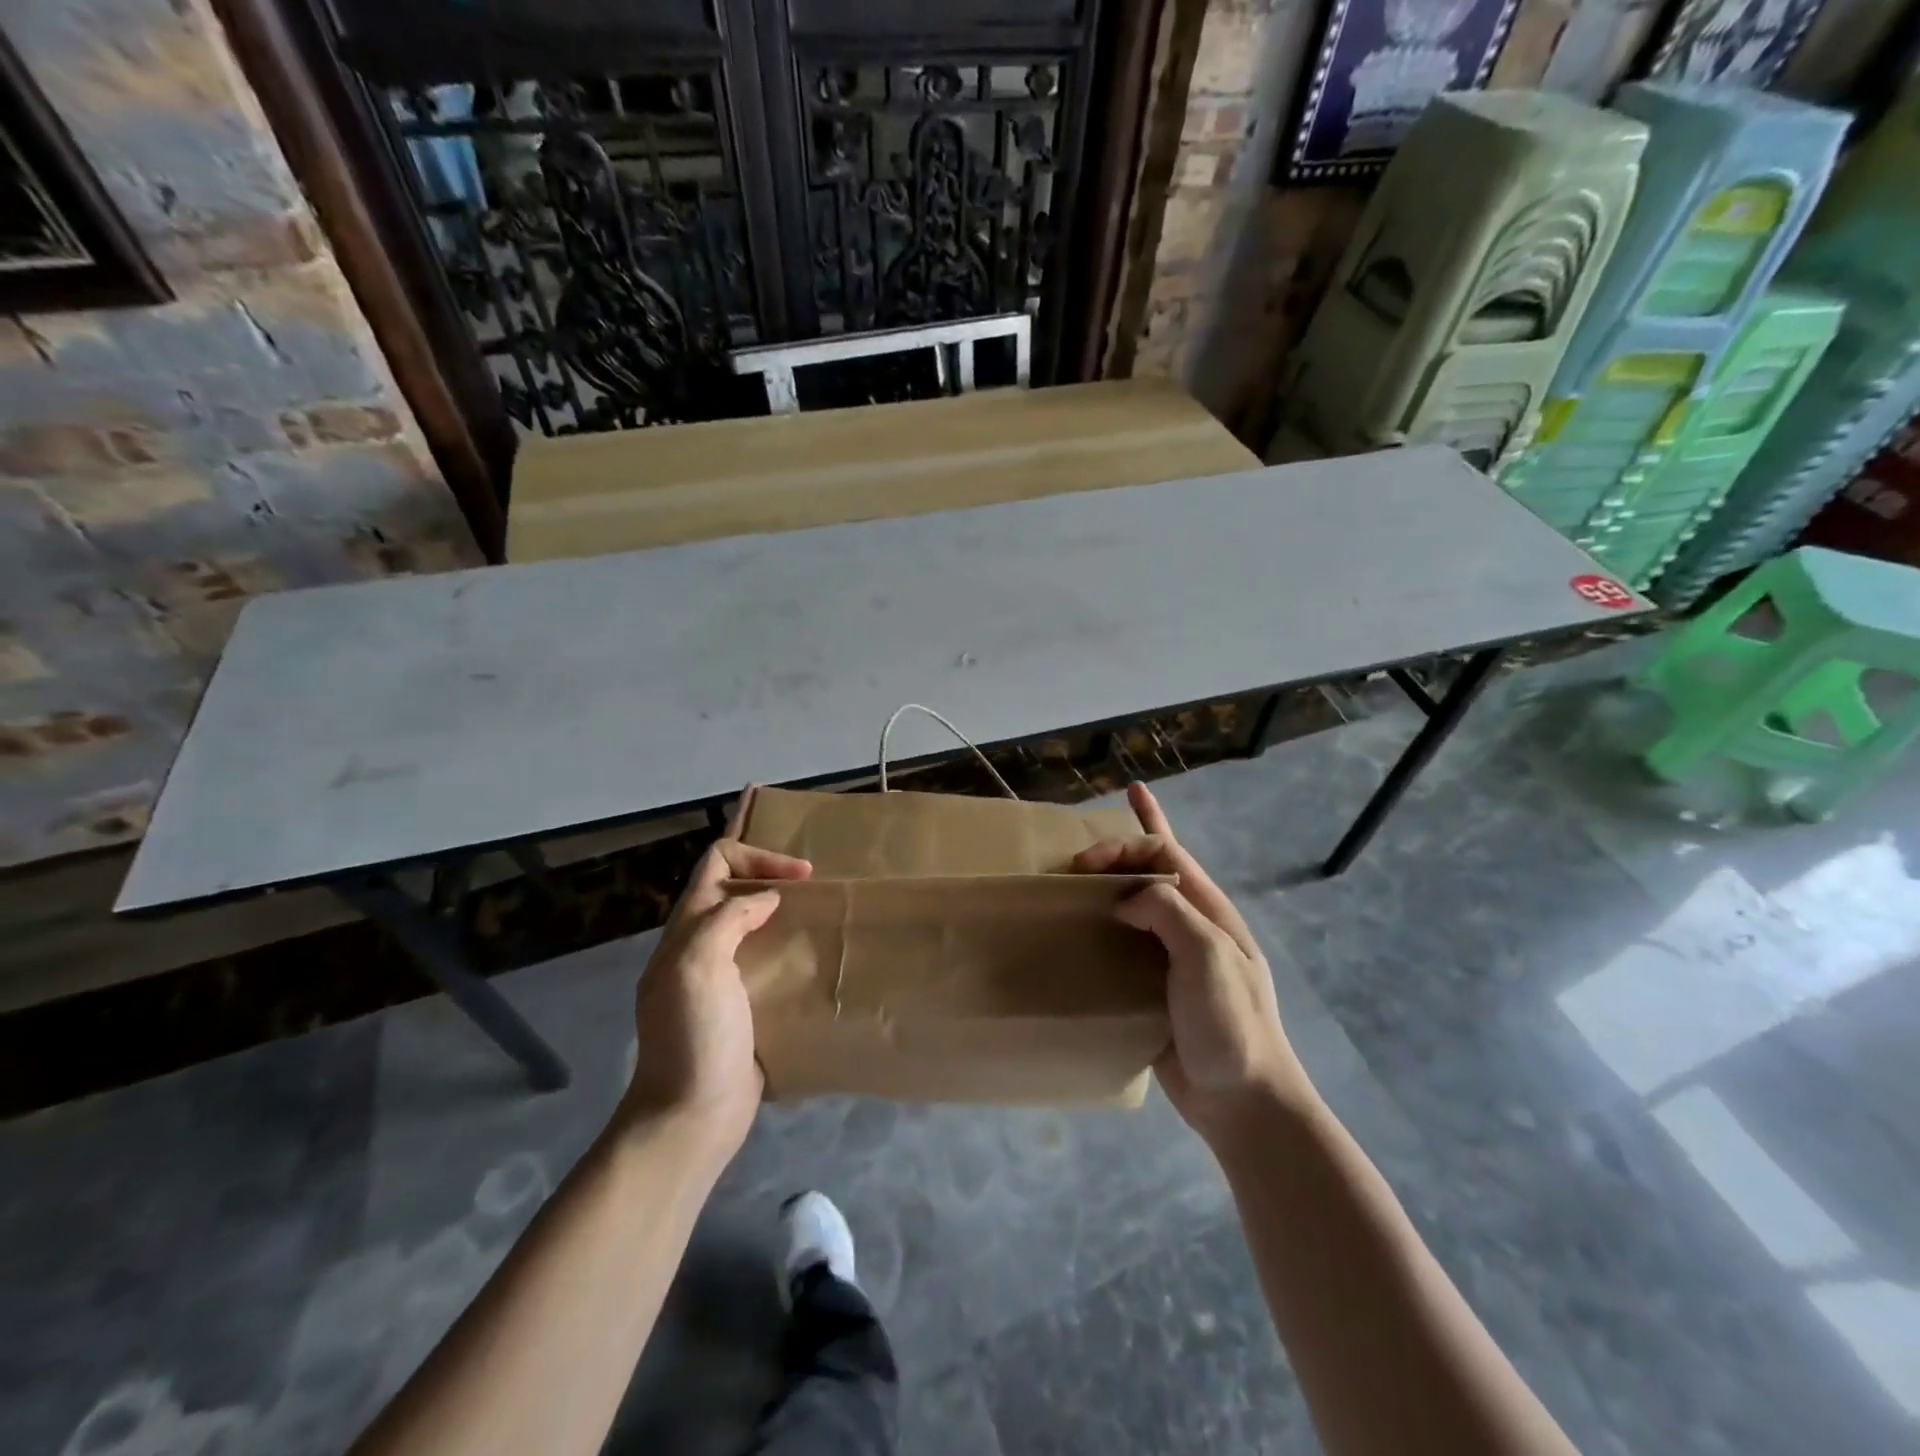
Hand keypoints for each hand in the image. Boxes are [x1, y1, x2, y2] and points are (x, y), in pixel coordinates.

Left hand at [621, 830, 810, 1155]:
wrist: (691, 1116)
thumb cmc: (695, 1037)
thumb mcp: (699, 966)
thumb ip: (728, 919)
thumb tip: (766, 899)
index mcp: (687, 930)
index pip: (716, 863)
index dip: (758, 856)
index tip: (802, 875)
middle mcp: (699, 946)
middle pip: (732, 889)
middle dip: (771, 876)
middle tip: (814, 888)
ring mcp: (719, 978)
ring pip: (749, 924)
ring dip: (781, 913)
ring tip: (819, 918)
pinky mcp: (740, 1007)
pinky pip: (762, 961)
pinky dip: (786, 949)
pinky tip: (812, 961)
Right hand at [1073, 783, 1309, 1141]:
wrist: (1241, 1101)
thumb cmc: (1231, 1022)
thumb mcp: (1207, 954)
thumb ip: (1168, 913)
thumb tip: (1125, 901)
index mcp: (1208, 911)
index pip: (1166, 853)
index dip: (1127, 843)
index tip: (1085, 862)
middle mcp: (1190, 927)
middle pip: (1150, 873)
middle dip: (1117, 854)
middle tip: (1073, 862)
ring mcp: (1172, 959)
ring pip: (1135, 909)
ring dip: (1108, 890)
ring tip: (1072, 885)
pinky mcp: (1154, 991)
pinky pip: (1123, 950)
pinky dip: (1102, 935)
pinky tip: (1079, 939)